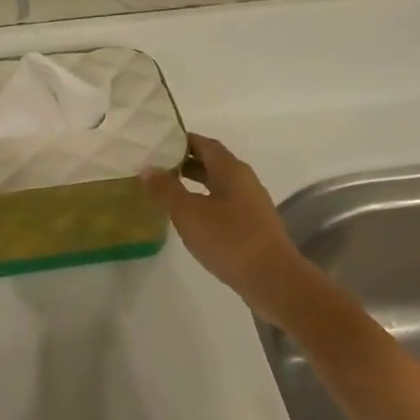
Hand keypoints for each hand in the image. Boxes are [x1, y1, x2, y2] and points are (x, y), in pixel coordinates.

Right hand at [142, 134, 310, 320]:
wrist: (272, 278)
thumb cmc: (228, 239)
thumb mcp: (189, 213)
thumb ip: (166, 189)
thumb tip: (147, 168)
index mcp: (231, 170)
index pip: (205, 144)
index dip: (182, 140)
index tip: (158, 142)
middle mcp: (244, 181)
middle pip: (213, 163)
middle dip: (186, 162)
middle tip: (157, 165)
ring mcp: (251, 204)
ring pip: (218, 184)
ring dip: (194, 183)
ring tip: (167, 190)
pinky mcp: (252, 225)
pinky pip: (223, 204)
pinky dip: (204, 202)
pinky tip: (189, 217)